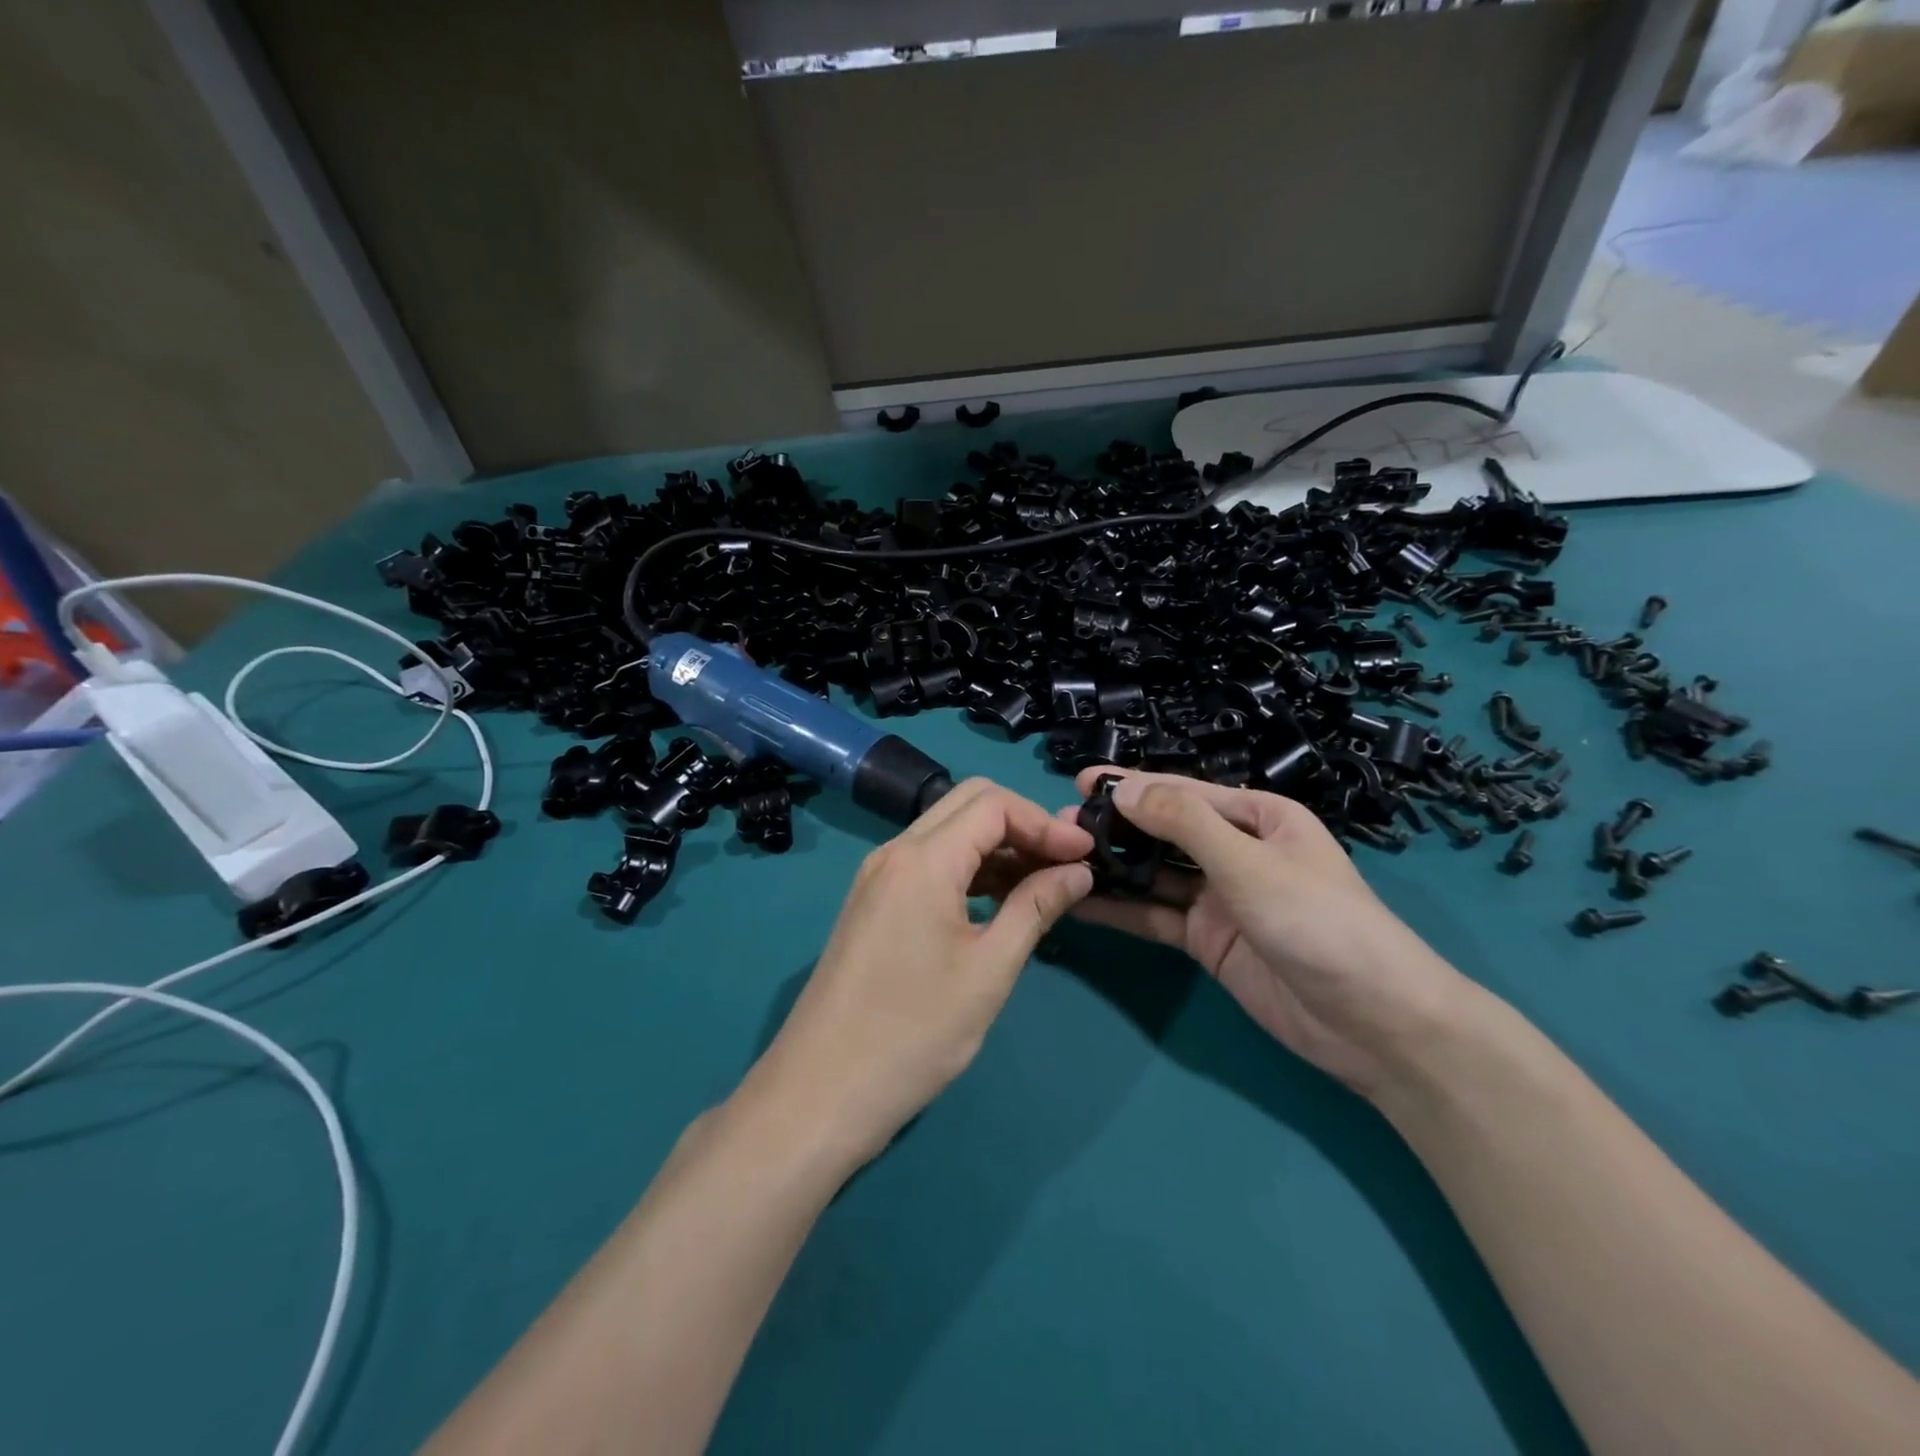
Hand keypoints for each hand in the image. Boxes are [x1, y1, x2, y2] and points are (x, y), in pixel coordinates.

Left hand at [743, 779, 1095, 1168]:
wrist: (821, 1091)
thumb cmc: (914, 1033)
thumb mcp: (989, 970)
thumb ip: (1035, 907)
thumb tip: (1078, 871)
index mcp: (922, 860)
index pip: (994, 804)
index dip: (1045, 822)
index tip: (1086, 856)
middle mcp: (895, 852)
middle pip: (968, 804)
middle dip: (1023, 824)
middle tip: (1065, 864)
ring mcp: (878, 876)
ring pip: (948, 832)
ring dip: (997, 846)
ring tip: (1042, 884)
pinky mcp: (873, 901)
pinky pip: (929, 862)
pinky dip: (969, 868)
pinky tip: (1000, 901)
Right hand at [1065, 768, 1473, 1097]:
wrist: (1373, 1023)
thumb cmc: (1319, 922)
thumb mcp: (1250, 863)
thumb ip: (1185, 824)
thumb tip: (1124, 790)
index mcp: (1257, 818)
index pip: (1183, 793)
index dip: (1132, 786)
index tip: (1080, 783)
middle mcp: (1235, 851)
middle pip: (1164, 831)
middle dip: (1116, 826)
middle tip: (1060, 827)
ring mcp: (1219, 898)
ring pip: (1154, 874)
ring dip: (1113, 866)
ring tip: (1059, 859)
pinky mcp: (1207, 940)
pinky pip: (1155, 916)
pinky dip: (1121, 909)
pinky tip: (1080, 903)